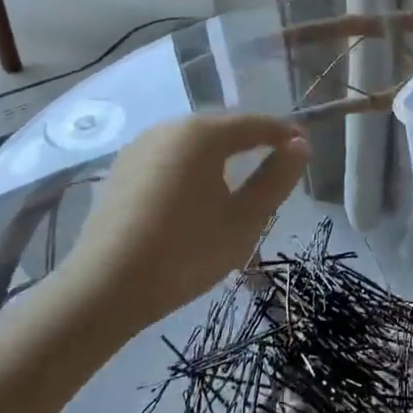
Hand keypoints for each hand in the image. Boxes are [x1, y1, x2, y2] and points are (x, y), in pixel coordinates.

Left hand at [69, 113, 308, 325]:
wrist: (106, 287)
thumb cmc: (188, 251)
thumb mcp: (246, 219)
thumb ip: (276, 178)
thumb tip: (300, 146)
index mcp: (202, 134)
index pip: (255, 124)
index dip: (284, 133)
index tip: (306, 146)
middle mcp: (167, 129)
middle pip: (220, 129)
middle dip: (251, 143)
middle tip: (276, 165)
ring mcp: (138, 149)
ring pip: (192, 146)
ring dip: (219, 158)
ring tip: (238, 184)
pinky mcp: (120, 173)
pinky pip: (168, 162)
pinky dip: (191, 172)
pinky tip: (196, 198)